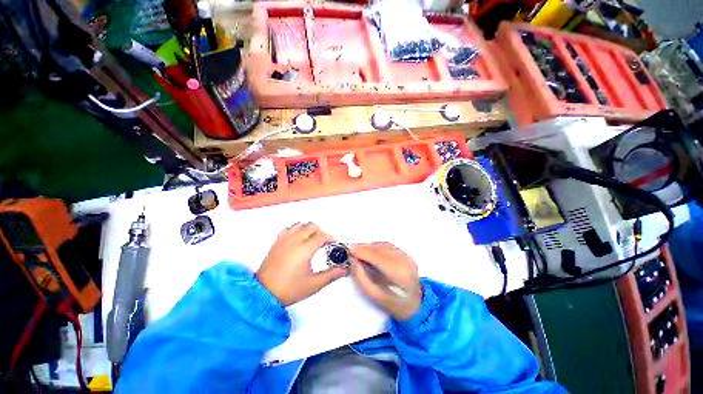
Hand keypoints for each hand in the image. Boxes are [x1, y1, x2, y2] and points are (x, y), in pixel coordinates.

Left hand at [257, 223, 346, 305]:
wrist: (263, 294)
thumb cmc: (287, 290)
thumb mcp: (313, 284)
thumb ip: (331, 275)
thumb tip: (343, 269)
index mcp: (304, 249)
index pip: (321, 236)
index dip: (329, 238)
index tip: (332, 243)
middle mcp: (294, 241)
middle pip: (311, 226)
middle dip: (321, 231)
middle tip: (324, 241)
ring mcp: (284, 240)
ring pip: (300, 224)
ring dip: (308, 229)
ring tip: (312, 239)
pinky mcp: (276, 242)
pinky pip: (288, 228)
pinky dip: (296, 229)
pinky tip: (297, 238)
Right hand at [349, 242, 422, 320]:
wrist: (415, 305)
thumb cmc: (393, 304)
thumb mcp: (373, 295)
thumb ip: (361, 276)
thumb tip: (352, 259)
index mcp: (399, 275)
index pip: (378, 257)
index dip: (363, 251)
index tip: (349, 249)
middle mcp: (405, 262)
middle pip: (380, 249)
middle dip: (364, 248)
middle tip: (351, 250)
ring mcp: (407, 256)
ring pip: (384, 245)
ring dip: (369, 246)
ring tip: (358, 251)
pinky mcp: (406, 254)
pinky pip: (388, 245)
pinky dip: (376, 246)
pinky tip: (369, 251)